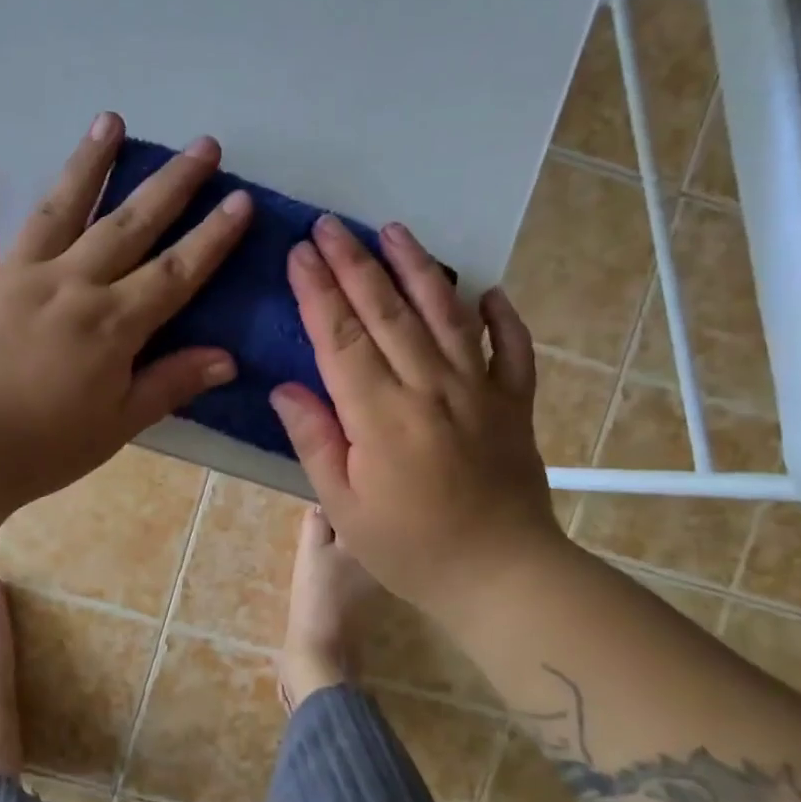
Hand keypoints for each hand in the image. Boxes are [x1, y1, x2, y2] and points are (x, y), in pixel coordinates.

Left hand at [0, 113, 252, 507]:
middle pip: (128, 226)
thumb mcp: (117, 425)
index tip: (240, 199)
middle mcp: (69, 284)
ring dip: (88, 164)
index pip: (175, 272)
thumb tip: (227, 357)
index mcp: (111, 323)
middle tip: (201, 145)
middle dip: (170, 185)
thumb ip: (170, 384)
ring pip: (59, 210)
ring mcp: (15, 276)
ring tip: (111, 121)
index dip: (211, 237)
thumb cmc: (41, 448)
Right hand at [268, 215, 566, 616]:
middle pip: (387, 312)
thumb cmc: (410, 549)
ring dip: (417, 269)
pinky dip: (502, 316)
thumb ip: (315, 440)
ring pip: (446, 315)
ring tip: (394, 231)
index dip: (317, 290)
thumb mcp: (344, 507)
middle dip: (355, 263)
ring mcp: (479, 390)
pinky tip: (488, 291)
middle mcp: (430, 387)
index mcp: (380, 415)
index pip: (340, 337)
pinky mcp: (514, 404)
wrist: (503, 577)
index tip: (299, 252)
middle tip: (331, 224)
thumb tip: (285, 388)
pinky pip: (512, 348)